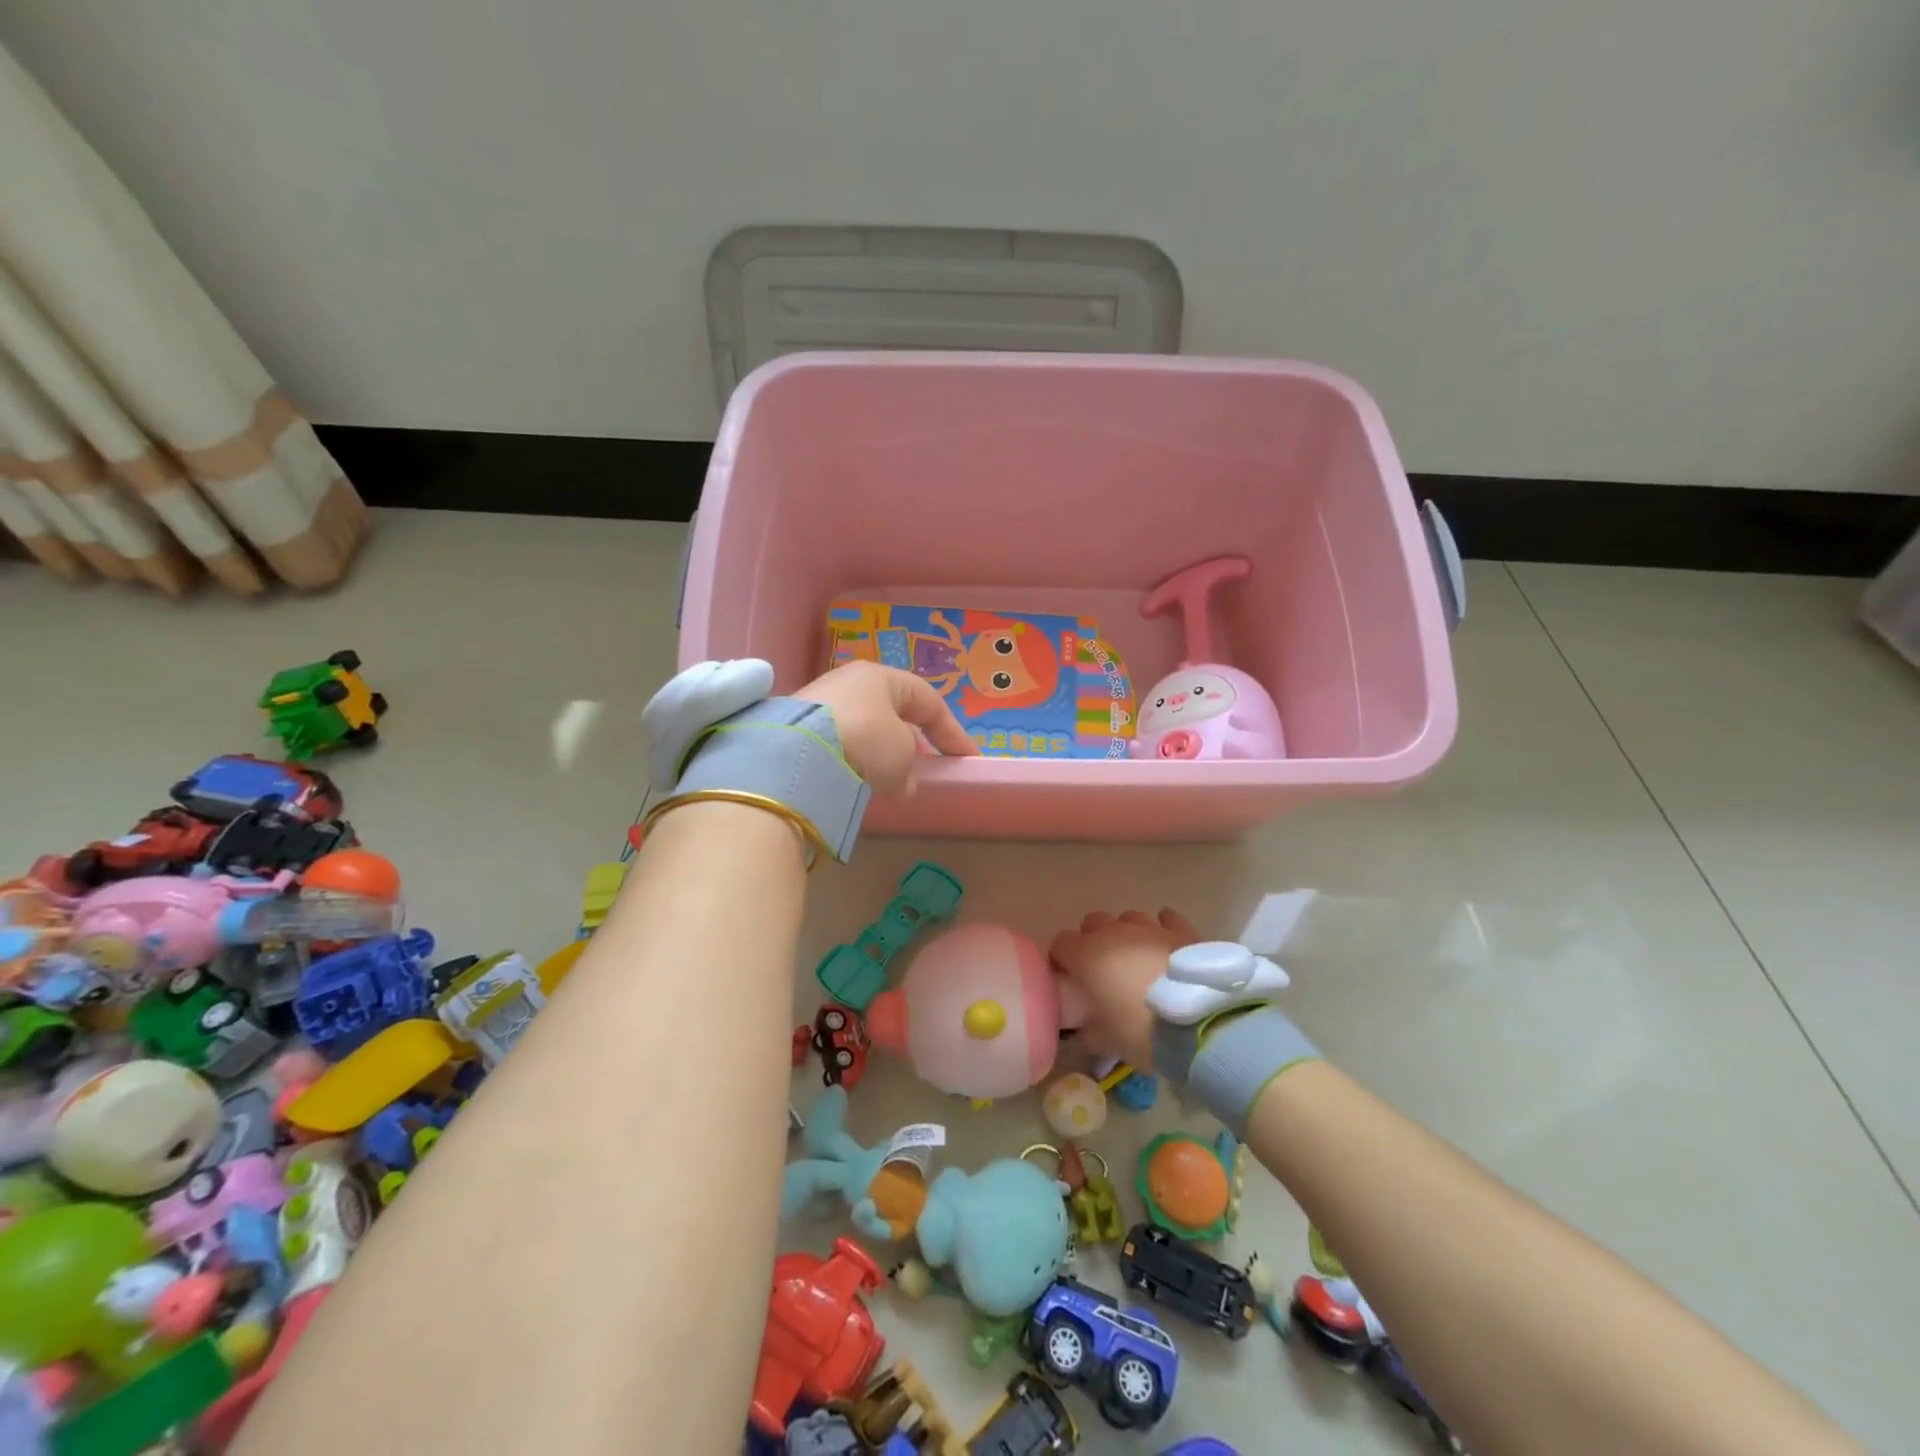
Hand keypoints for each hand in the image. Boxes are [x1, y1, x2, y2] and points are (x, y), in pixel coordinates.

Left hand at [797, 660, 977, 793]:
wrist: (798, 753)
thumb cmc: (866, 739)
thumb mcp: (902, 755)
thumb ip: (910, 767)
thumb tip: (902, 781)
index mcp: (882, 676)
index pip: (929, 701)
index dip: (952, 732)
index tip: (968, 759)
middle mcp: (849, 682)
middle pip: (893, 712)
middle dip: (912, 741)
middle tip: (926, 768)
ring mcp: (820, 703)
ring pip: (865, 729)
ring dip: (881, 755)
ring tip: (890, 782)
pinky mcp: (797, 729)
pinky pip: (840, 745)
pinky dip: (854, 762)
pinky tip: (856, 781)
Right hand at [1047, 908, 1199, 1070]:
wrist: (1200, 1024)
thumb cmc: (1141, 1032)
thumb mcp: (1106, 1041)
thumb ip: (1087, 1029)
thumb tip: (1084, 1027)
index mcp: (1086, 955)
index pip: (1060, 943)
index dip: (1061, 960)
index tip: (1068, 978)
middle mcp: (1113, 933)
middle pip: (1092, 923)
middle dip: (1092, 941)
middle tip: (1102, 969)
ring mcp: (1148, 927)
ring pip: (1127, 919)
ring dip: (1126, 934)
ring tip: (1136, 958)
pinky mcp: (1180, 930)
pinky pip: (1166, 919)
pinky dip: (1161, 928)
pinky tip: (1165, 942)